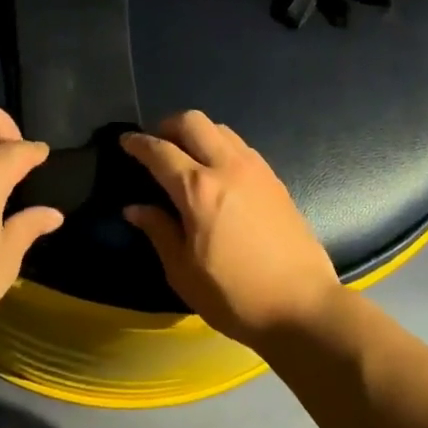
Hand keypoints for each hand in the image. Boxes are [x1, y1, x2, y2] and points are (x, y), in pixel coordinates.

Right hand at [121, 112, 341, 347]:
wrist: (303, 306)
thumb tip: (135, 208)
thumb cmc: (235, 296)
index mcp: (198, 189)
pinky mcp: (274, 178)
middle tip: (156, 144)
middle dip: (167, 125)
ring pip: (219, 128)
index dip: (137, 143)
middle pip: (192, 121)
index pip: (160, 151)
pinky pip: (240, 145)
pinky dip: (220, 145)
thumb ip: (159, 232)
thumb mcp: (184, 273)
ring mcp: (255, 168)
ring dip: (196, 132)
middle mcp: (226, 167)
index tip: (125, 140)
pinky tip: (217, 171)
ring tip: (186, 155)